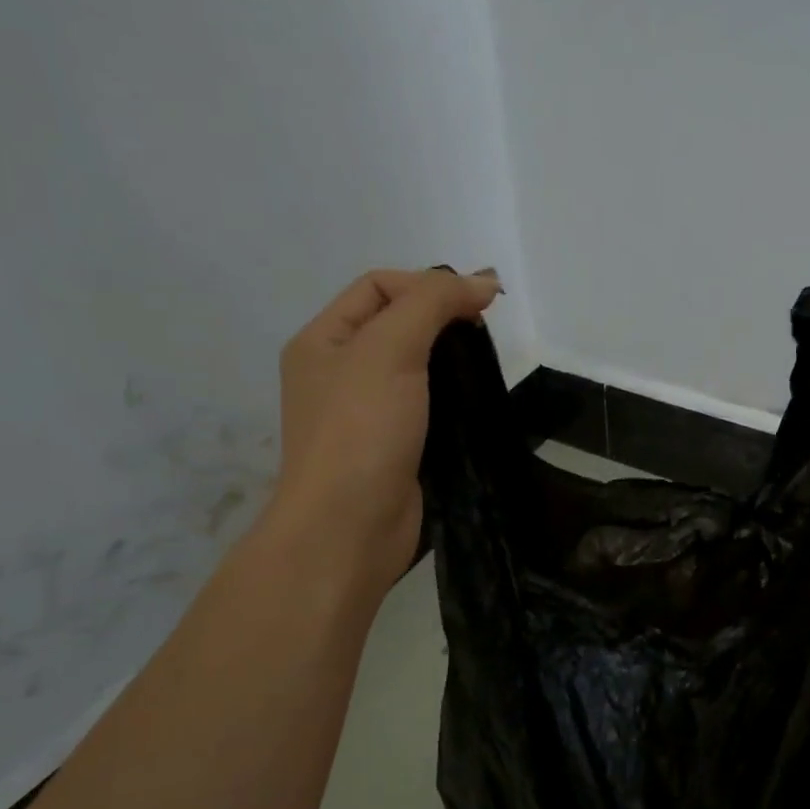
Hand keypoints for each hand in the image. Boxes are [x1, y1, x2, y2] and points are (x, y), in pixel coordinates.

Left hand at [267, 267, 499, 585]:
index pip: (379, 287)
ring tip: (486, 365)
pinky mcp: (394, 445)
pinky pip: (427, 404)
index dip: (428, 284)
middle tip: (485, 334)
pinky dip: (453, 396)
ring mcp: (366, 412)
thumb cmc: (361, 430)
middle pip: (397, 323)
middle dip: (443, 318)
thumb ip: (432, 304)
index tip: (479, 305)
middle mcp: (339, 371)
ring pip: (416, 366)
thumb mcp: (389, 350)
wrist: (350, 527)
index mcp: (323, 340)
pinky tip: (478, 401)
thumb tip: (483, 281)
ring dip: (451, 359)